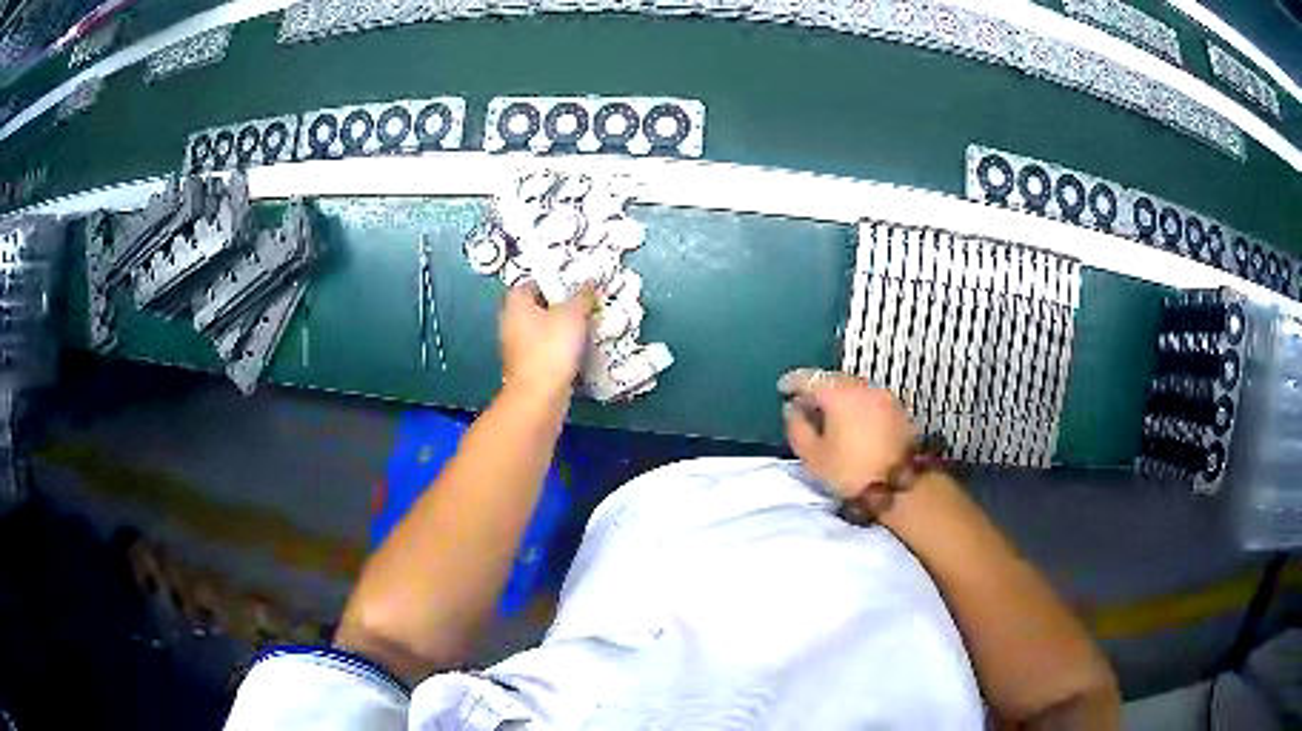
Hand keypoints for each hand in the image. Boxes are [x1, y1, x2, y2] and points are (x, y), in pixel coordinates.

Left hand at [500, 282, 594, 399]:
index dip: (552, 281)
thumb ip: (582, 296)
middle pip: (536, 307)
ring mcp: (517, 348)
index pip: (531, 282)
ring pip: (541, 330)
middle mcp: (510, 323)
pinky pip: (545, 350)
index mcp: (516, 303)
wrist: (539, 396)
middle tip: (584, 304)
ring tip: (586, 326)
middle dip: (559, 306)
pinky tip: (579, 350)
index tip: (573, 284)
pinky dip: (559, 349)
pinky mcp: (527, 368)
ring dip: (560, 329)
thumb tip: (589, 281)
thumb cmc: (551, 348)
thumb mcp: (573, 314)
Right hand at [778, 368, 916, 499]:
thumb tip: (792, 409)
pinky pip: (869, 399)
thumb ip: (797, 428)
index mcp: (838, 393)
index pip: (809, 378)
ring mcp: (884, 395)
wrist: (901, 487)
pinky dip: (857, 404)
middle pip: (833, 379)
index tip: (782, 389)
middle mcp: (862, 386)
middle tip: (805, 403)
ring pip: (854, 387)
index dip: (792, 382)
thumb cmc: (850, 472)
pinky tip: (852, 421)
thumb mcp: (812, 456)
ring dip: (839, 396)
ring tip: (828, 413)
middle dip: (817, 388)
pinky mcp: (898, 409)